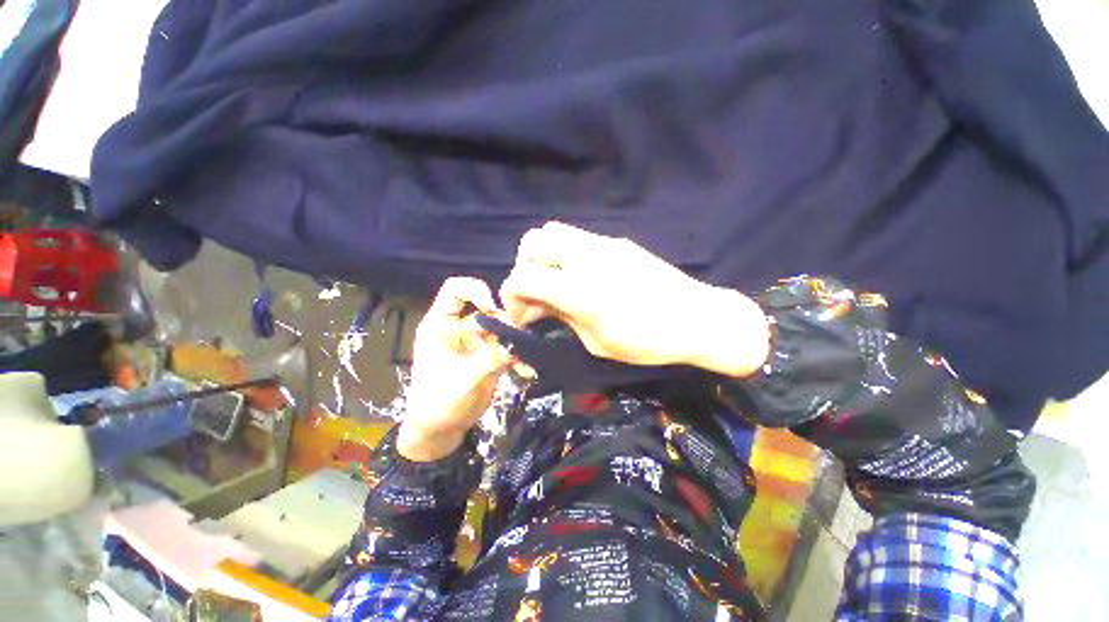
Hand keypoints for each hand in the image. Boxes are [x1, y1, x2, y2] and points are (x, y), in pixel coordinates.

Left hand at [398, 278, 513, 460]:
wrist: (439, 432)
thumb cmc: (438, 405)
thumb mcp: (463, 382)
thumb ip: (490, 360)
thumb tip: (517, 342)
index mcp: (440, 325)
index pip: (455, 289)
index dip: (476, 289)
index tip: (493, 308)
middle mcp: (459, 328)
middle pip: (487, 309)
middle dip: (505, 322)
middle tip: (520, 339)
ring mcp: (475, 341)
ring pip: (502, 328)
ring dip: (516, 341)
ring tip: (526, 359)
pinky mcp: (488, 355)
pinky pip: (507, 346)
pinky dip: (518, 355)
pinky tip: (525, 371)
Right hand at [500, 222, 770, 376]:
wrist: (698, 319)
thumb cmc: (648, 342)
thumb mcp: (598, 342)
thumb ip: (563, 317)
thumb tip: (539, 306)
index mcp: (579, 290)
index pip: (523, 276)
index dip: (511, 296)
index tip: (521, 316)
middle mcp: (585, 257)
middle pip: (532, 242)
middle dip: (523, 268)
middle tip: (536, 295)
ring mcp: (603, 244)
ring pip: (552, 231)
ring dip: (543, 256)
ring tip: (554, 282)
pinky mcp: (617, 242)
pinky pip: (577, 238)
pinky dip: (565, 254)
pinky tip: (580, 277)